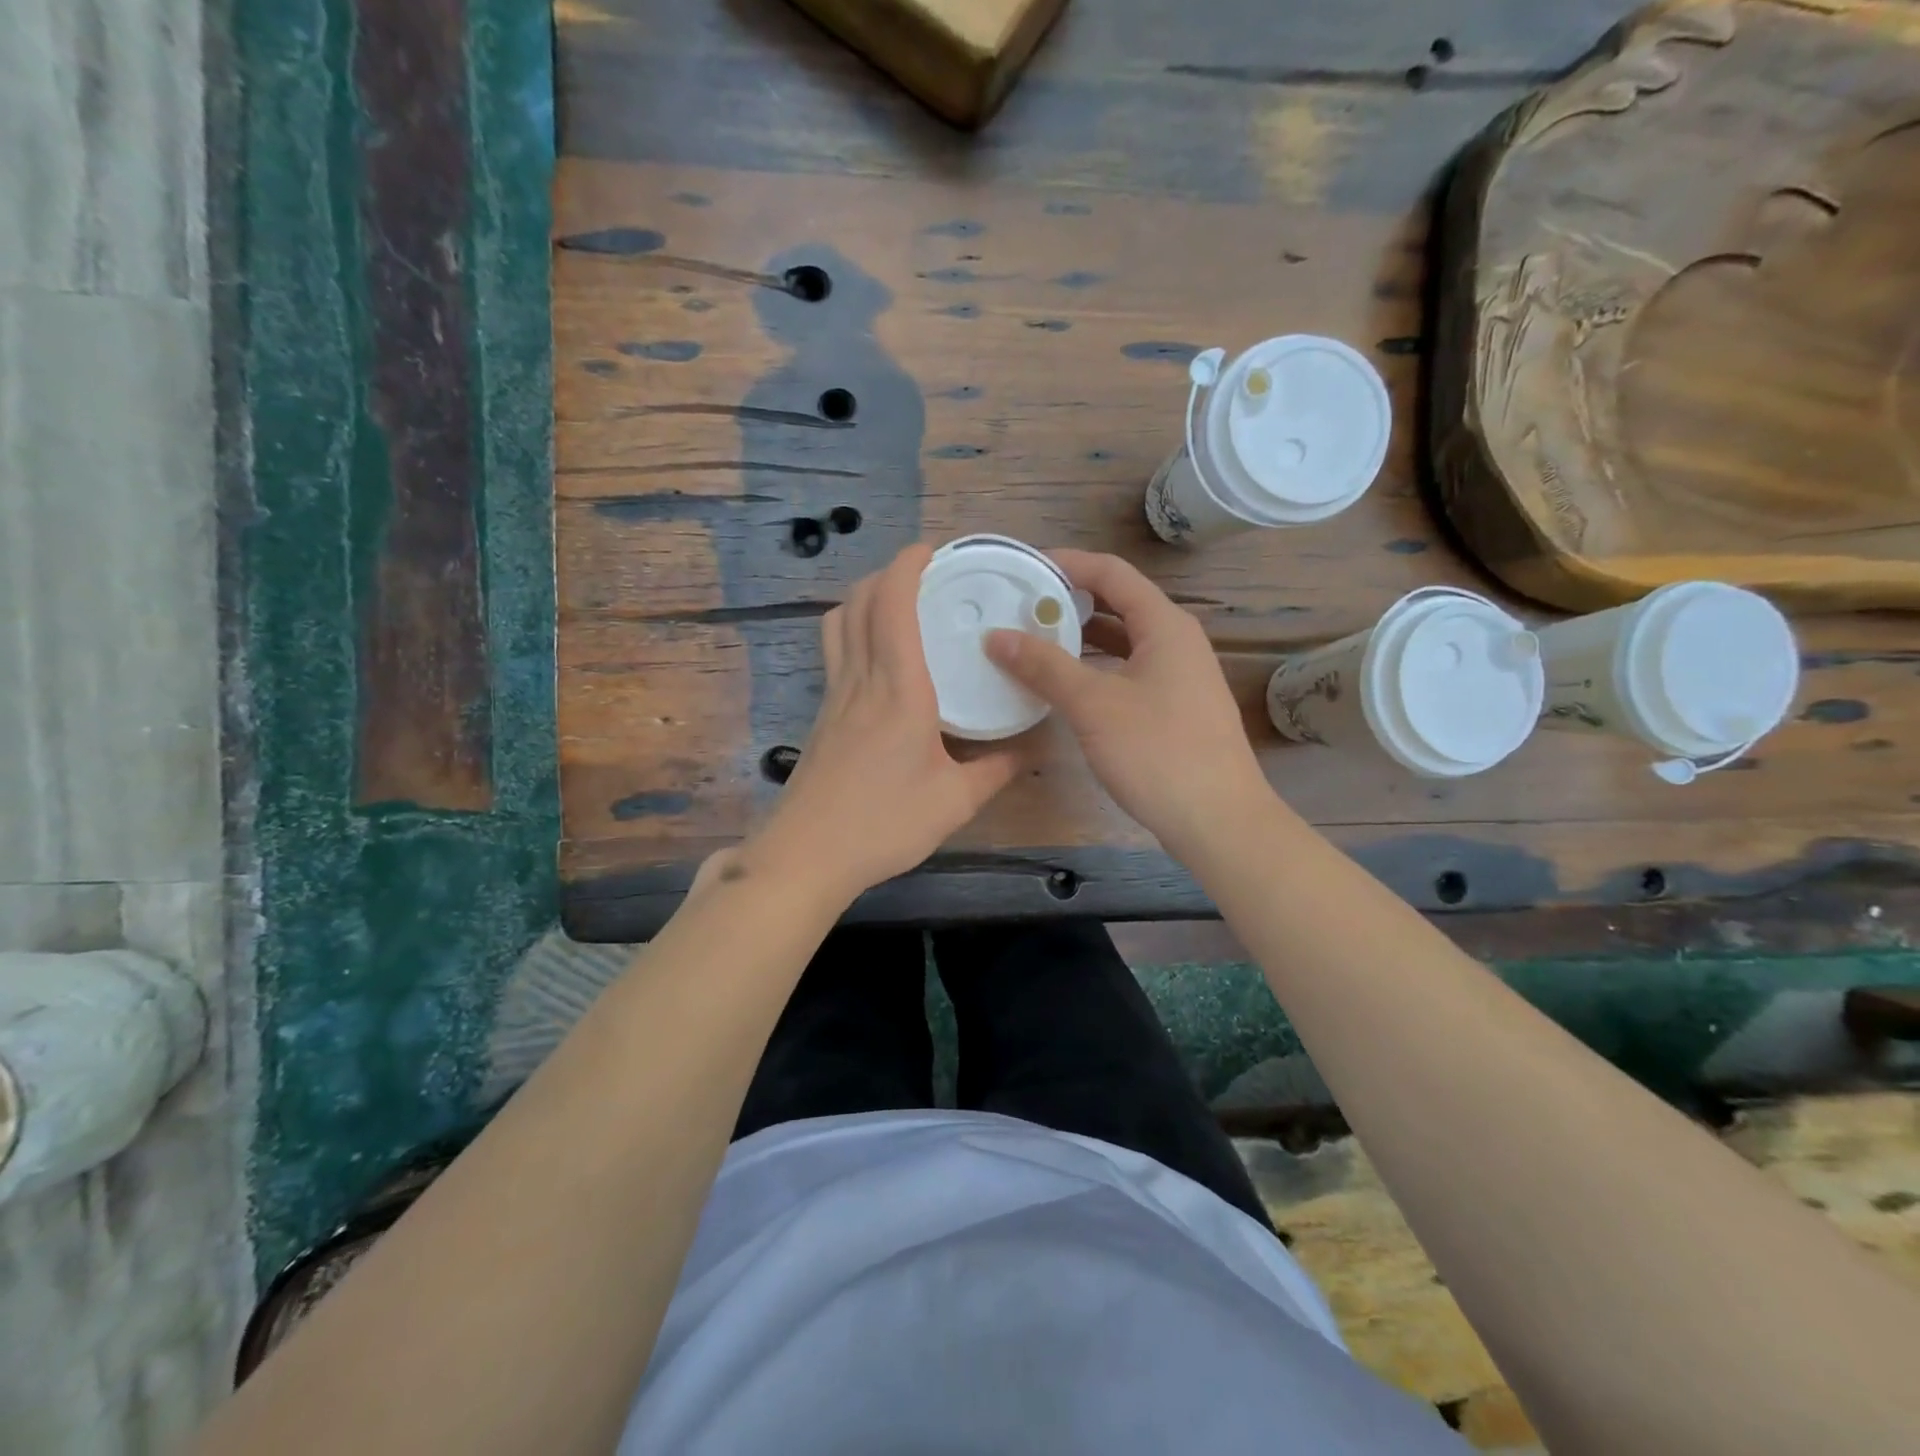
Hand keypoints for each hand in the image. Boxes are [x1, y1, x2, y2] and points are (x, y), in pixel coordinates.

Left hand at [751, 543, 1023, 902]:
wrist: (807, 855)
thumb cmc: (884, 824)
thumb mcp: (955, 802)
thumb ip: (996, 770)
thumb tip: (1029, 749)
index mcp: (899, 690)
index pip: (893, 606)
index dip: (906, 567)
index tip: (929, 549)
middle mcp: (861, 680)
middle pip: (859, 604)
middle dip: (886, 574)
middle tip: (922, 573)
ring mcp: (834, 697)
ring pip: (839, 625)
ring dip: (863, 599)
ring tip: (896, 603)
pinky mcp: (822, 717)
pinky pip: (835, 653)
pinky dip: (854, 631)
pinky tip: (878, 656)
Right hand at [985, 549, 1268, 855]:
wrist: (1217, 820)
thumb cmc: (1158, 752)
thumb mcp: (1094, 705)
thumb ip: (1044, 666)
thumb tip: (996, 636)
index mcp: (1165, 625)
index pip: (1112, 573)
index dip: (1068, 563)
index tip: (1023, 567)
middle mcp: (1177, 641)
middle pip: (1118, 604)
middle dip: (1070, 601)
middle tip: (1021, 606)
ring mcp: (1179, 677)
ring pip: (1123, 642)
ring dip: (1081, 638)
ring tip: (1033, 641)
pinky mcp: (1174, 709)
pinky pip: (1128, 671)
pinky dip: (1096, 669)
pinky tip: (1065, 686)